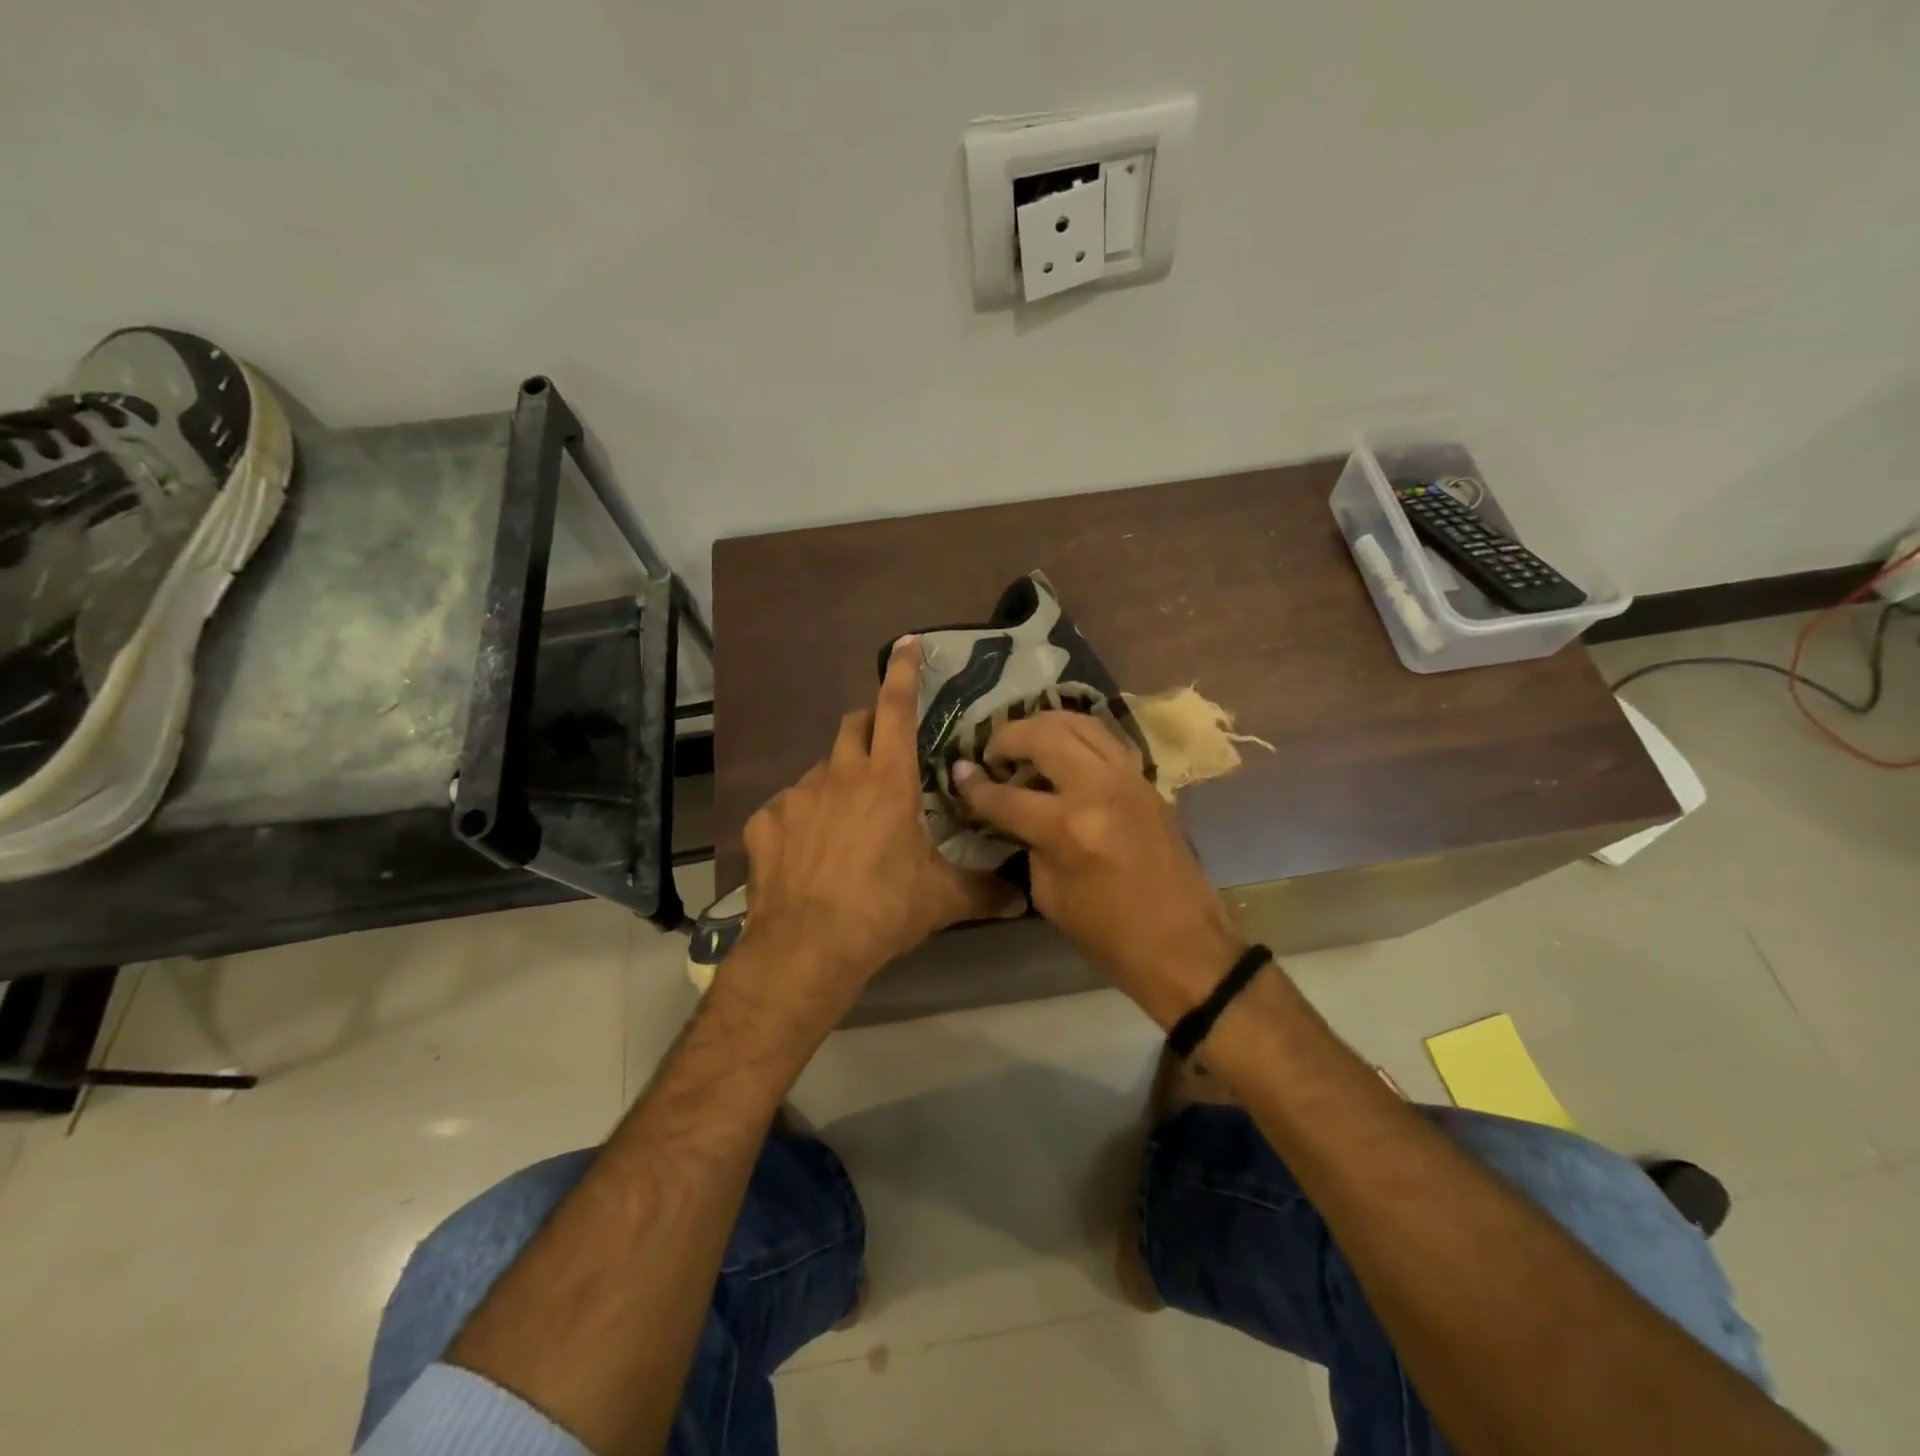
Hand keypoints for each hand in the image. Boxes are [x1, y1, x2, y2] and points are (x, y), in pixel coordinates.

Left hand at [730, 637, 1026, 1033]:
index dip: (903, 673)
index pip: (897, 709)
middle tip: (883, 753)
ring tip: (847, 823)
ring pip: (821, 770)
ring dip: (838, 781)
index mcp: (888, 780)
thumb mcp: (941, 899)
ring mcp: (797, 796)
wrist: (807, 948)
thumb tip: (1022, 900)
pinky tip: (808, 853)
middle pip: (853, 725)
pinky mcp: (765, 822)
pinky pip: (787, 808)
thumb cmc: (883, 911)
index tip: (906, 644)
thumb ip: (984, 891)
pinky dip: (803, 819)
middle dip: (869, 725)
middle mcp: (840, 775)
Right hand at [952, 712, 1245, 1026]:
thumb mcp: (1050, 895)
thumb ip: (1028, 842)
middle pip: (1043, 735)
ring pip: (1079, 722)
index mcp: (1069, 828)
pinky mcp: (1147, 780)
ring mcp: (1129, 778)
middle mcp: (1099, 789)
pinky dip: (1076, 735)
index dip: (975, 787)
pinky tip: (1062, 751)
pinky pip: (1105, 739)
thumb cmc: (1109, 935)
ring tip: (1025, 743)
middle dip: (1008, 737)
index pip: (1007, 795)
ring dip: (1044, 725)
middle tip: (993, 754)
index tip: (958, 773)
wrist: (1184, 945)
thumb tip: (1011, 811)